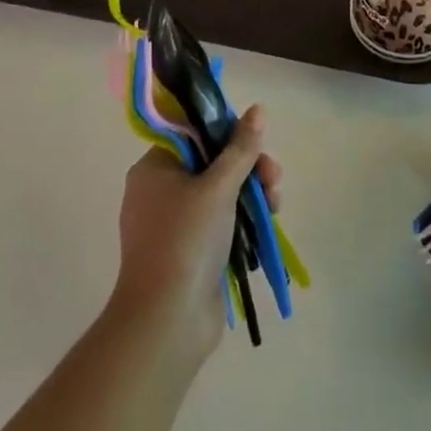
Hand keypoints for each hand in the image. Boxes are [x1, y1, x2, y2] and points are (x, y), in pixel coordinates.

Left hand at [112, 105, 283, 360]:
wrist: (167, 321)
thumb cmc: (186, 241)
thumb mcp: (218, 187)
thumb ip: (241, 148)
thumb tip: (259, 109)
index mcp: (155, 168)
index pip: (194, 133)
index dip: (228, 132)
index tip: (255, 142)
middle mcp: (160, 192)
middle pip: (213, 162)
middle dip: (249, 167)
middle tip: (273, 177)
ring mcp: (176, 224)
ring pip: (222, 193)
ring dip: (253, 193)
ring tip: (276, 205)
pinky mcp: (192, 251)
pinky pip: (222, 221)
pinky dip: (244, 219)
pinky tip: (267, 224)